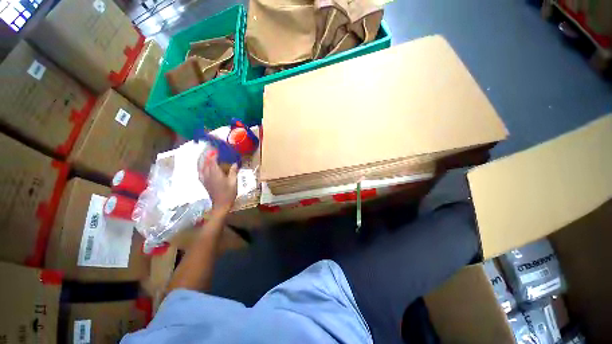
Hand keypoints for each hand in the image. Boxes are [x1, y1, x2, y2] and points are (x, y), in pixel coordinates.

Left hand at [199, 151, 237, 213]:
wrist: (221, 205)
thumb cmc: (229, 193)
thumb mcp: (234, 182)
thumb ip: (233, 171)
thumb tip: (235, 163)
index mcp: (215, 173)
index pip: (212, 161)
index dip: (213, 154)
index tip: (216, 149)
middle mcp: (207, 174)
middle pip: (204, 162)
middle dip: (207, 155)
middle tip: (210, 150)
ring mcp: (204, 179)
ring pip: (200, 167)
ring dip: (202, 160)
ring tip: (205, 156)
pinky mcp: (204, 183)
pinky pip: (200, 172)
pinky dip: (200, 167)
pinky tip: (203, 167)